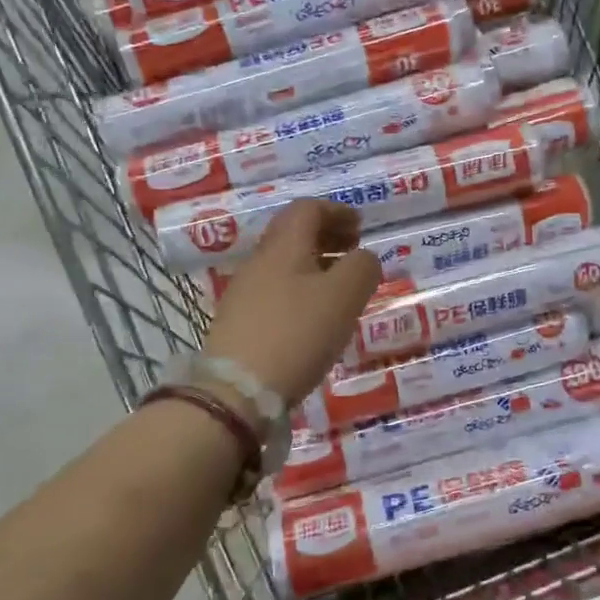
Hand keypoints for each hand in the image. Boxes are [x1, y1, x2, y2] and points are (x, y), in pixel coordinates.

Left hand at [201, 199, 382, 405]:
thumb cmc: (297, 333)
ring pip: (284, 263)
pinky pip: (276, 290)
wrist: (236, 391)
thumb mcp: (345, 296)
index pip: (308, 208)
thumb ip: (362, 267)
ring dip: (315, 265)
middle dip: (327, 236)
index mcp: (284, 245)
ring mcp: (245, 291)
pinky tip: (315, 317)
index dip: (337, 211)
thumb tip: (363, 257)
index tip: (360, 227)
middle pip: (293, 233)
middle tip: (353, 252)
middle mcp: (260, 260)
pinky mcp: (239, 321)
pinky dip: (301, 290)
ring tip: (340, 288)